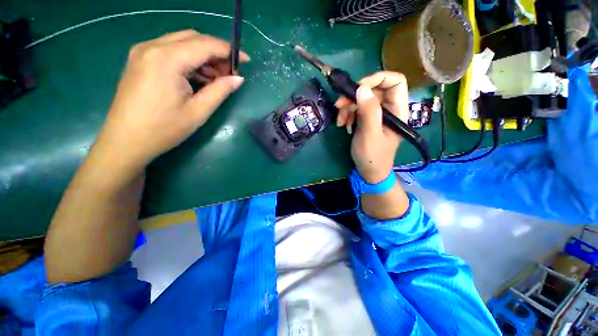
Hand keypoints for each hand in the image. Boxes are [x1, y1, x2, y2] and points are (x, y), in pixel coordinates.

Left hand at [96, 30, 248, 173]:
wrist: (125, 141)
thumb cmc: (164, 129)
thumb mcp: (198, 111)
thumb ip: (220, 91)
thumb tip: (238, 79)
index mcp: (167, 59)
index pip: (205, 44)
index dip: (229, 51)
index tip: (246, 60)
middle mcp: (152, 46)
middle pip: (193, 38)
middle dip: (216, 52)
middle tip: (230, 73)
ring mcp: (143, 51)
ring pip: (181, 43)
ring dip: (203, 56)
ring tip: (216, 79)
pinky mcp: (140, 59)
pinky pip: (170, 50)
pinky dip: (188, 60)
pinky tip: (197, 78)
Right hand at [335, 71, 408, 182]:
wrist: (369, 172)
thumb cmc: (373, 157)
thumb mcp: (370, 135)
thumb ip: (368, 112)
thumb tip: (361, 88)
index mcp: (398, 110)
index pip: (395, 81)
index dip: (377, 79)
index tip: (357, 88)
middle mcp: (389, 109)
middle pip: (374, 89)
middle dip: (355, 96)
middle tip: (339, 105)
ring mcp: (377, 114)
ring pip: (362, 99)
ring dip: (348, 107)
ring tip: (340, 122)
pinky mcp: (367, 120)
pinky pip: (356, 109)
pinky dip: (347, 114)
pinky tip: (343, 125)